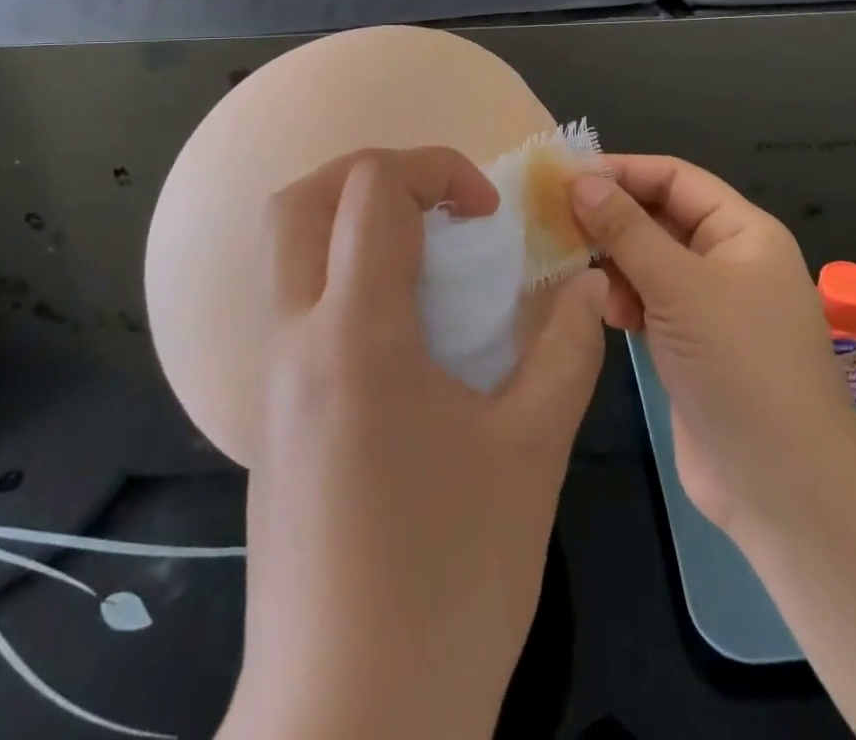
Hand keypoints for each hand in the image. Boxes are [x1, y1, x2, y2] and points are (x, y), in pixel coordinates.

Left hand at [224, 148, 607, 739]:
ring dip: (350, 223)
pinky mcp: (270, 419)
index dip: (436, 170)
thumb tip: (585, 283)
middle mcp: (296, 340)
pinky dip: (342, 278)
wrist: (351, 725)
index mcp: (356, 334)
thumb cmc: (450, 583)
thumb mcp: (532, 451)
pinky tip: (403, 334)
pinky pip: (294, 307)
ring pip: (286, 251)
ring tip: (425, 258)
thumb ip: (565, 348)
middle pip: (300, 200)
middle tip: (436, 206)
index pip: (372, 188)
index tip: (486, 217)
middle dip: (372, 175)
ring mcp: (271, 382)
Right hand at [570, 155, 855, 538]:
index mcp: (742, 232)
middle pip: (660, 217)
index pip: (675, 178)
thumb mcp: (679, 287)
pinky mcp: (690, 344)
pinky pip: (648, 301)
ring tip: (588, 280)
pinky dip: (624, 300)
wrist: (784, 487)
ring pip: (649, 261)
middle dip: (613, 219)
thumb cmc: (739, 366)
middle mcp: (727, 260)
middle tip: (557, 224)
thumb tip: (579, 180)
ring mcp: (709, 305)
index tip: (566, 177)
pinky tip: (608, 315)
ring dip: (615, 263)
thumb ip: (626, 230)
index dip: (623, 171)